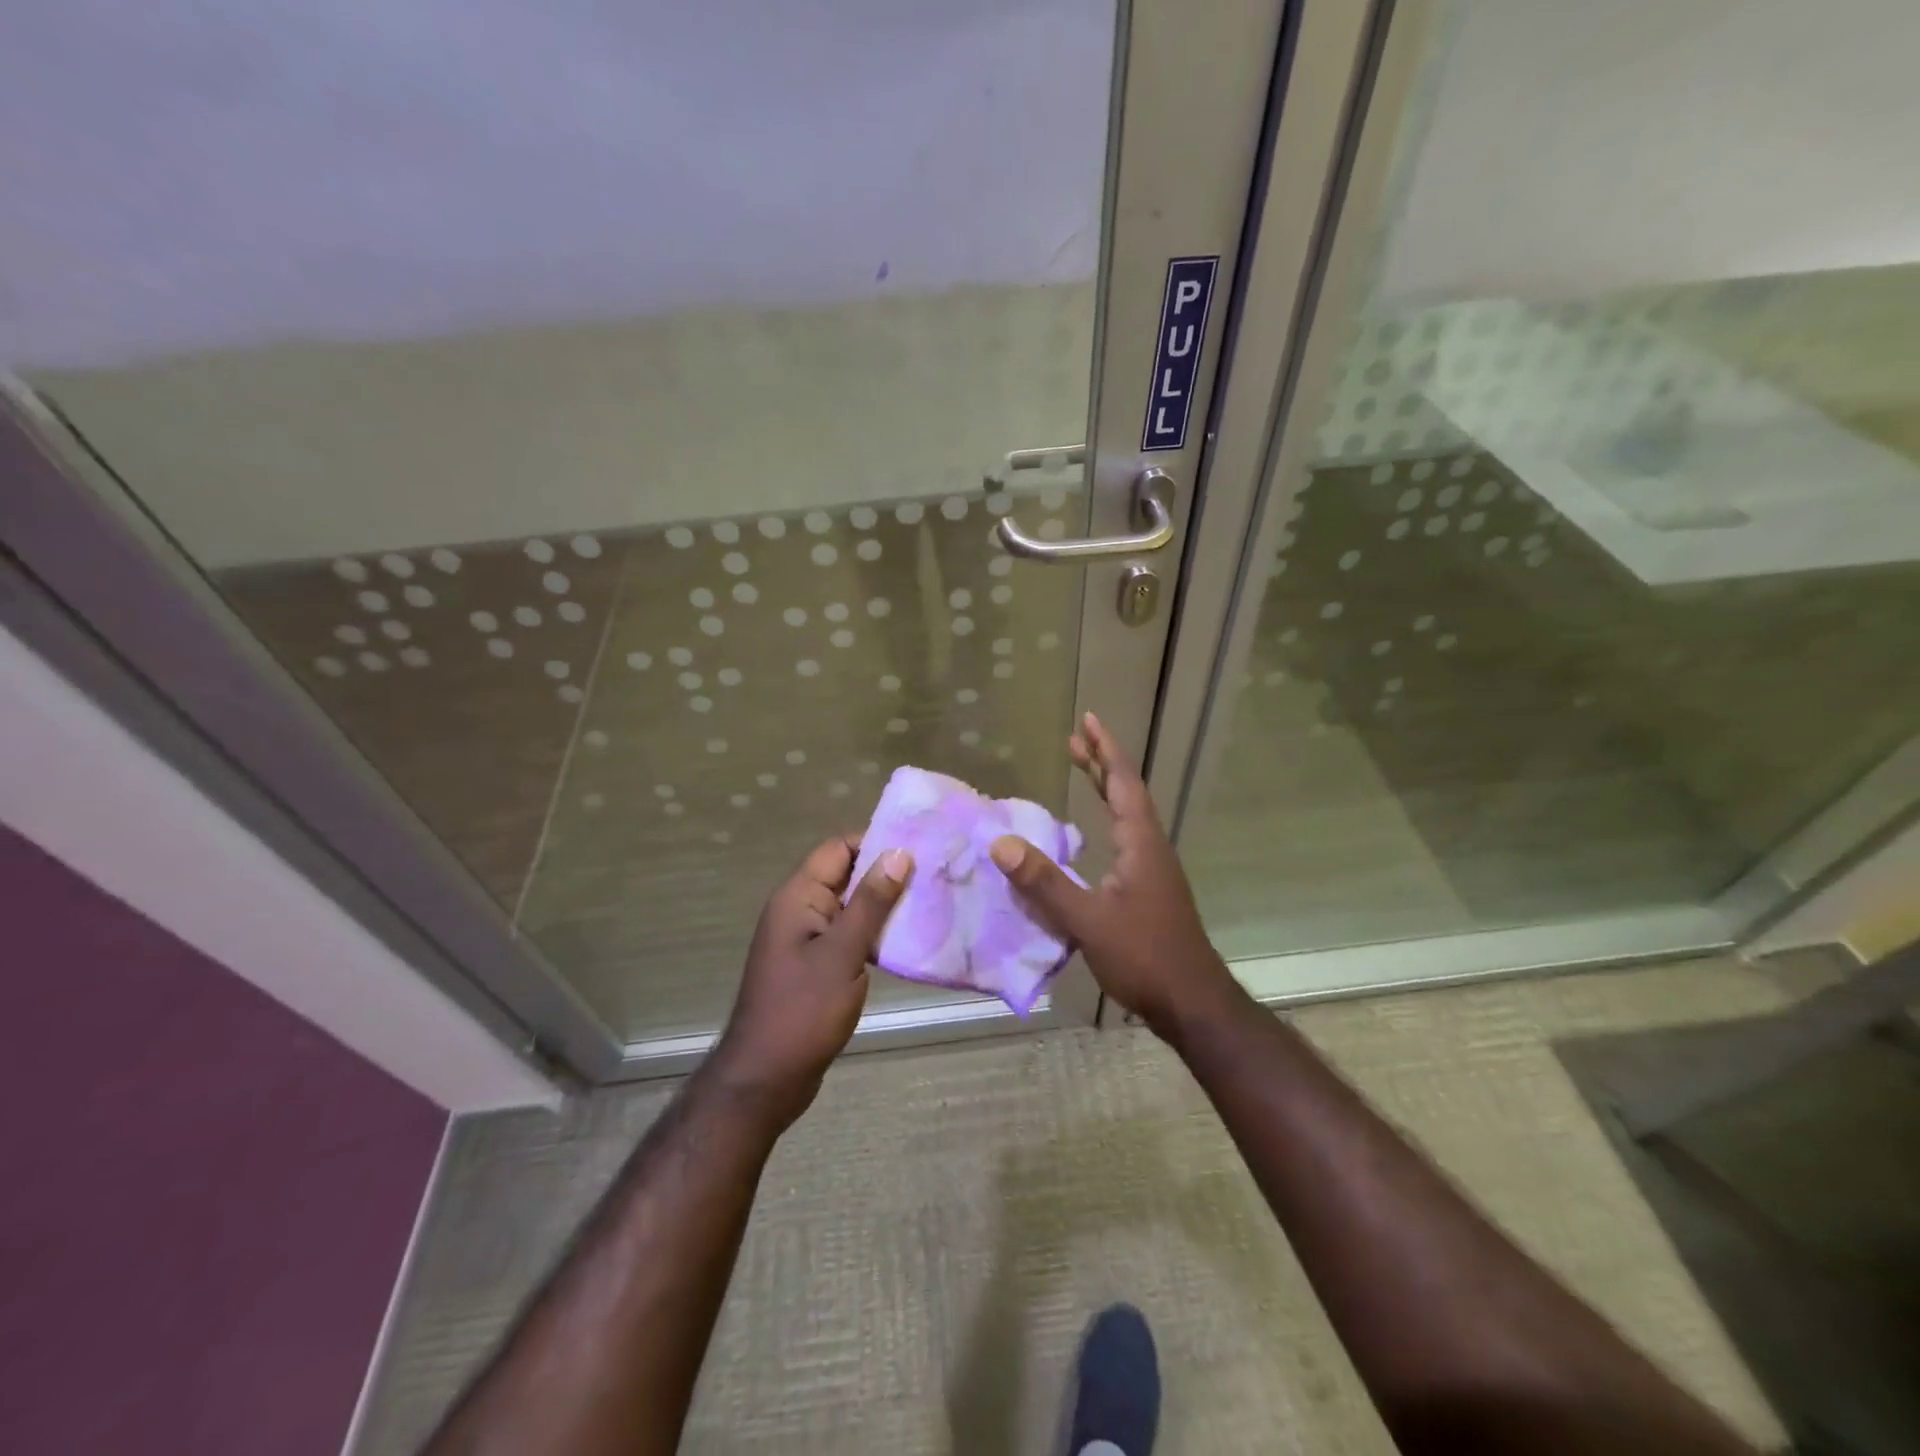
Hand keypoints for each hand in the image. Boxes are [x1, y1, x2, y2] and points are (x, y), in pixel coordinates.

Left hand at [709, 835, 911, 1127]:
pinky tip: (910, 939)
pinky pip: (850, 934)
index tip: (921, 844)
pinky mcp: (817, 964)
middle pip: (847, 874)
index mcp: (798, 896)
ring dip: (886, 904)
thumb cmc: (803, 1010)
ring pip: (852, 906)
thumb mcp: (842, 953)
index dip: (877, 841)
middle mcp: (800, 909)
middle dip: (888, 872)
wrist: (767, 1078)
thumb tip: (899, 852)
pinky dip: (876, 932)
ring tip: (933, 901)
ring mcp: (808, 938)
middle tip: (937, 872)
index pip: (839, 848)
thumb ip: (871, 902)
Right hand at [988, 712, 1239, 1035]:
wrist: (1192, 1003)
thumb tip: (1002, 844)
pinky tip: (1092, 837)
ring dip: (1105, 789)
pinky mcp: (1149, 891)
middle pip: (1126, 793)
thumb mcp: (1087, 920)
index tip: (1089, 720)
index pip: (1122, 783)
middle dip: (1101, 763)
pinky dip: (1105, 820)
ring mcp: (1153, 870)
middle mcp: (1150, 848)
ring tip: (1082, 771)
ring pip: (1127, 816)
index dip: (1105, 750)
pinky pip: (1125, 839)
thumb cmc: (1144, 956)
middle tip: (1077, 738)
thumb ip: (1044, 883)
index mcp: (1141, 844)